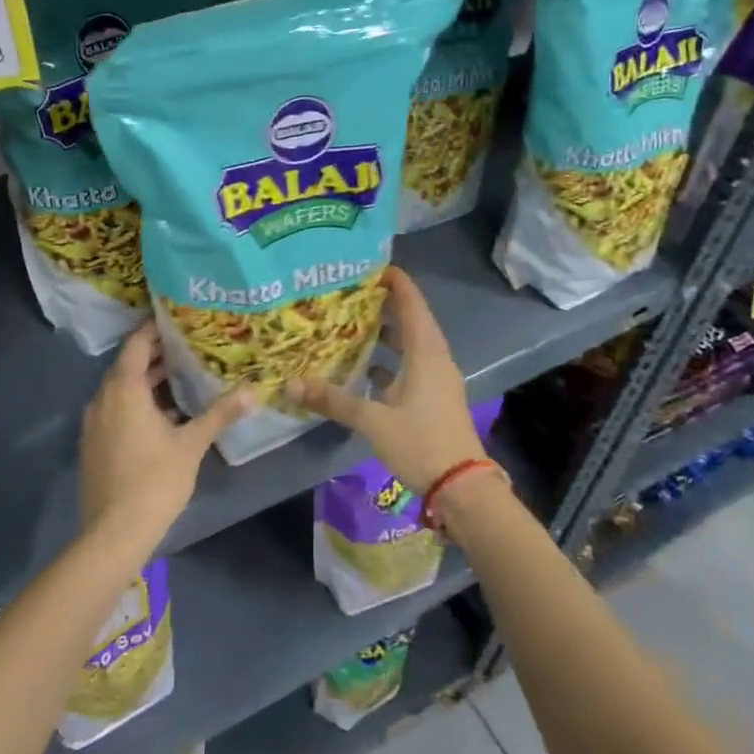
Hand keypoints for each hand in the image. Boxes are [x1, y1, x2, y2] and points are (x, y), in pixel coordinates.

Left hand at [78, 322, 252, 556]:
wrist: (114, 532)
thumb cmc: (155, 480)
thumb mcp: (192, 444)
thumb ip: (219, 414)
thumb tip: (252, 391)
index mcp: (124, 390)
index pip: (137, 344)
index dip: (156, 329)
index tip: (179, 320)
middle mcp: (102, 399)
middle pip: (128, 365)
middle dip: (156, 355)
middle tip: (189, 347)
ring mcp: (93, 423)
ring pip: (120, 389)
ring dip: (146, 380)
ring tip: (181, 376)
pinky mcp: (93, 444)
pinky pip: (114, 409)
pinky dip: (135, 402)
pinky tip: (162, 414)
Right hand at [284, 267, 484, 492]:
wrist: (462, 488)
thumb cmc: (422, 443)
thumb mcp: (373, 420)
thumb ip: (334, 400)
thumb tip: (291, 384)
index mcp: (426, 353)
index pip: (411, 303)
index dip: (394, 281)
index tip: (368, 265)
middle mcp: (435, 359)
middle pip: (410, 320)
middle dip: (383, 304)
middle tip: (349, 292)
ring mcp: (436, 380)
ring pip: (410, 345)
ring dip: (385, 333)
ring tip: (351, 323)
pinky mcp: (433, 399)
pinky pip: (409, 367)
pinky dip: (388, 361)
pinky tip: (364, 368)